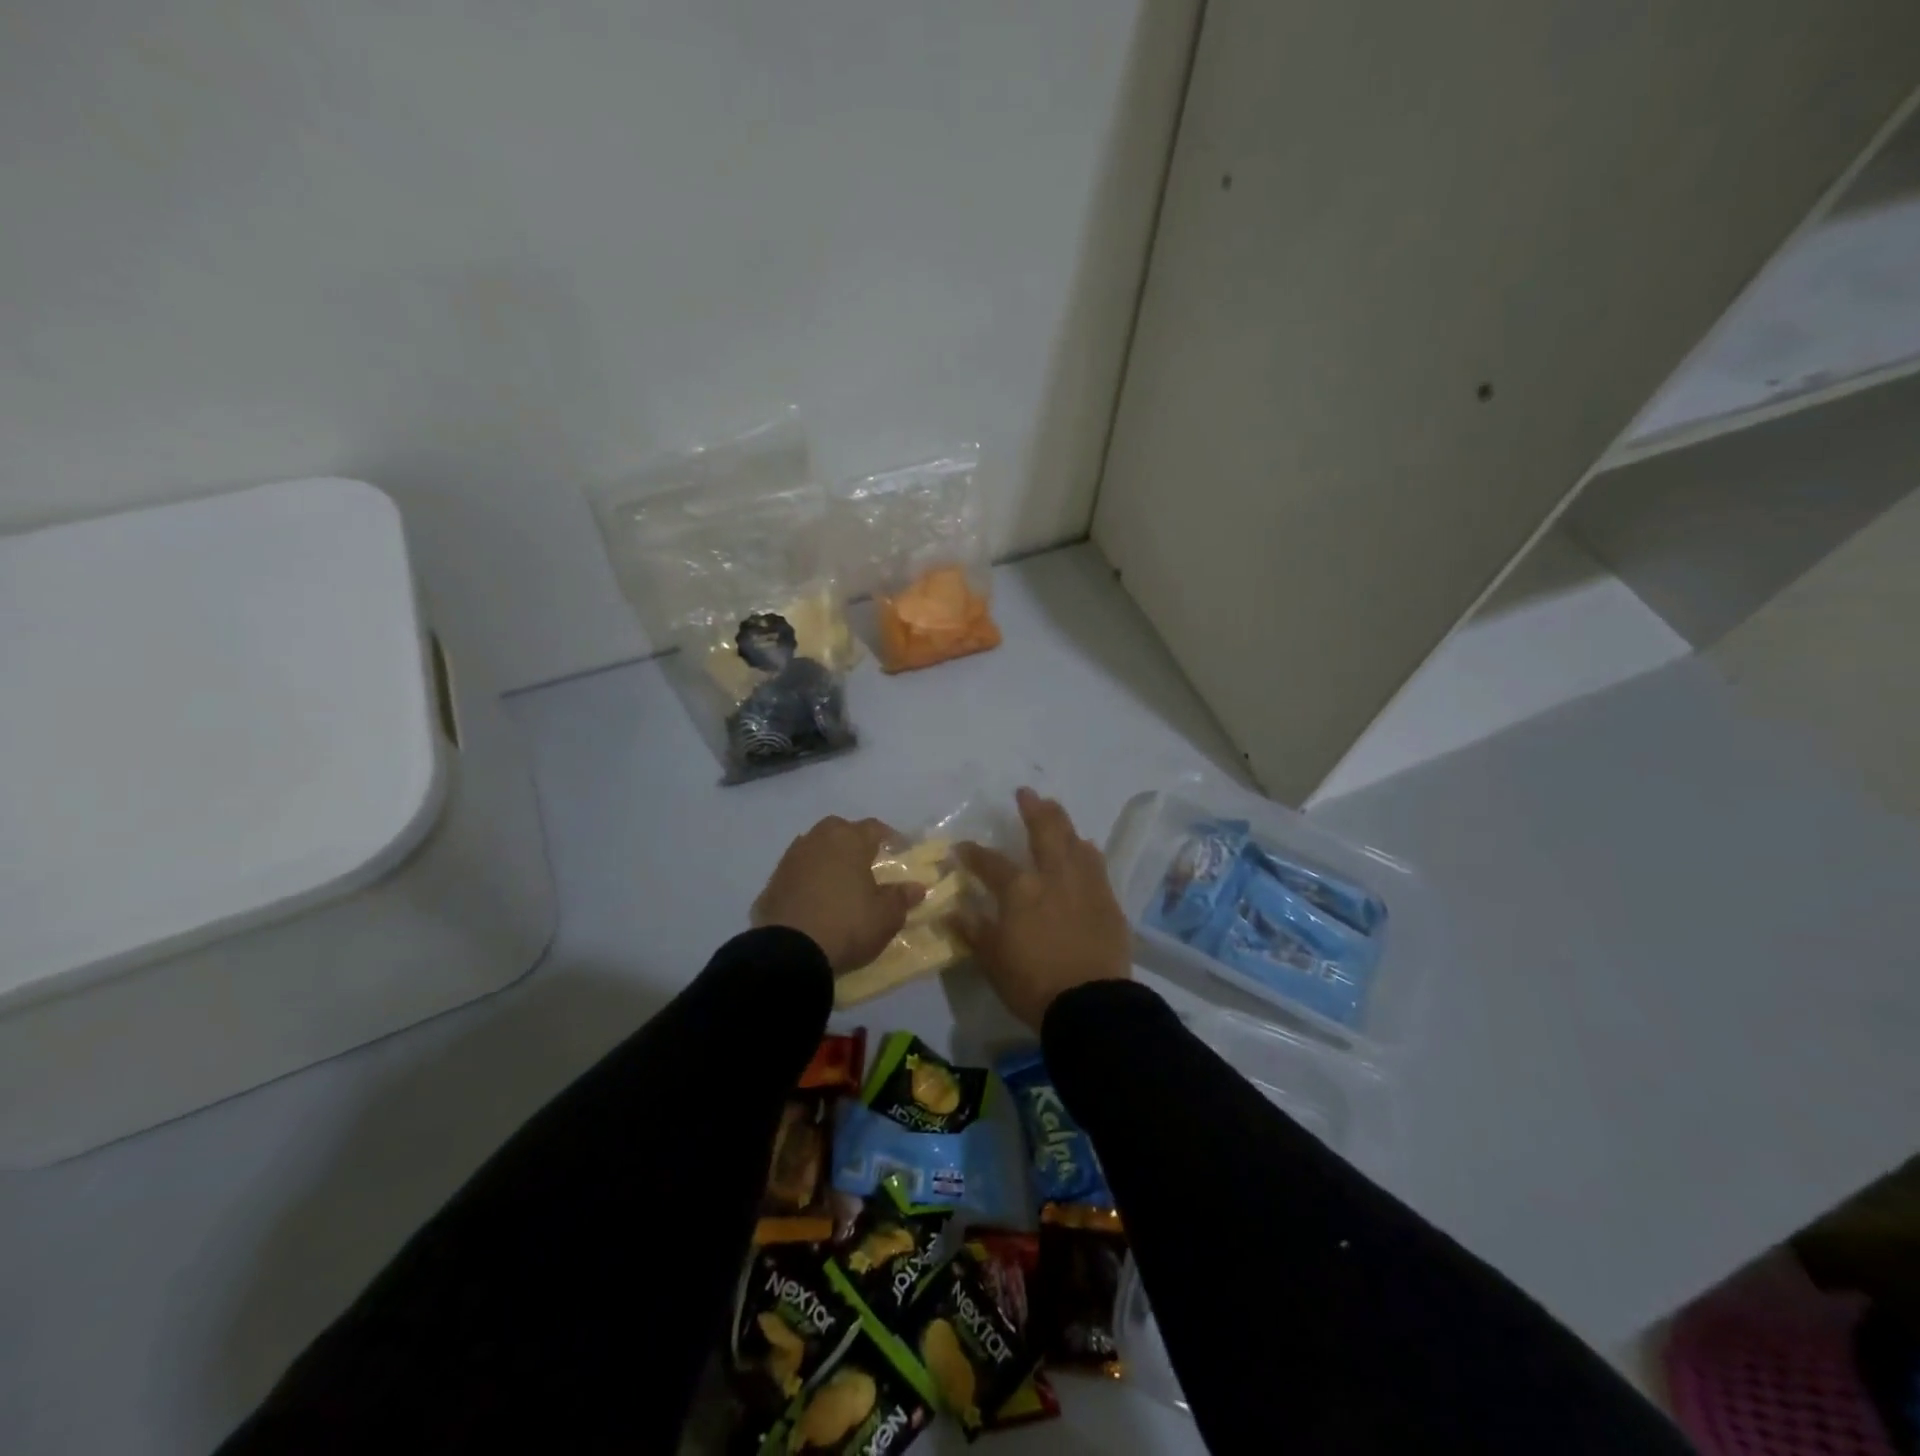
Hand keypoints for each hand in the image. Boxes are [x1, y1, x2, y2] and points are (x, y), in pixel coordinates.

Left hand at [753, 816, 925, 973]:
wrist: (789, 952)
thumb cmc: (847, 925)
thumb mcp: (886, 916)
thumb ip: (901, 897)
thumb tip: (917, 887)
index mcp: (849, 841)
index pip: (874, 828)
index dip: (890, 838)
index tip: (900, 852)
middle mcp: (818, 840)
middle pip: (839, 830)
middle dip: (853, 841)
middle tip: (866, 862)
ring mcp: (791, 860)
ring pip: (814, 847)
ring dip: (827, 858)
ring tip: (839, 881)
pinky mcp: (771, 883)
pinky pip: (796, 872)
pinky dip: (807, 879)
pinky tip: (814, 899)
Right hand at [954, 788, 1130, 1029]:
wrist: (1091, 1004)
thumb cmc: (1033, 982)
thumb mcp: (992, 960)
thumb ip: (973, 930)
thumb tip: (952, 911)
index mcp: (1020, 889)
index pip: (991, 863)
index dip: (974, 853)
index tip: (963, 847)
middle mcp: (1054, 876)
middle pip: (1045, 831)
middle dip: (1034, 809)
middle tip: (1027, 794)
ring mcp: (1085, 885)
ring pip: (1075, 842)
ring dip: (1064, 824)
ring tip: (1057, 813)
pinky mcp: (1108, 901)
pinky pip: (1097, 865)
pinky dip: (1087, 852)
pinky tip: (1086, 849)